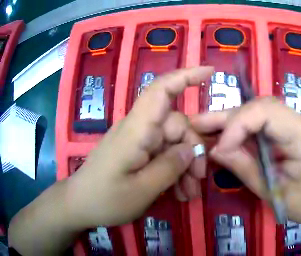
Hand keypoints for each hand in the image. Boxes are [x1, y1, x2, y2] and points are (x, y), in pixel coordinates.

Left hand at [67, 66, 212, 227]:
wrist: (80, 204)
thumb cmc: (105, 198)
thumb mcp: (141, 190)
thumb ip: (168, 167)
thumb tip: (190, 149)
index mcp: (136, 130)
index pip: (161, 91)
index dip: (186, 76)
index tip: (211, 72)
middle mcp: (137, 129)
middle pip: (175, 125)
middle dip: (192, 151)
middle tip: (197, 182)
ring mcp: (136, 141)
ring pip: (170, 143)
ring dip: (183, 167)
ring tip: (188, 194)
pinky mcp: (134, 153)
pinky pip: (160, 155)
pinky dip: (172, 172)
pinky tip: (177, 192)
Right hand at [191, 98, 300, 226]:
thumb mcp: (275, 192)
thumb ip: (245, 168)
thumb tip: (215, 150)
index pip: (266, 111)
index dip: (237, 124)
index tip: (219, 148)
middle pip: (261, 107)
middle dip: (227, 117)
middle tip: (197, 124)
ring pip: (261, 113)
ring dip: (233, 121)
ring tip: (205, 128)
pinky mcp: (296, 130)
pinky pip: (267, 124)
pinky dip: (246, 130)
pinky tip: (228, 136)